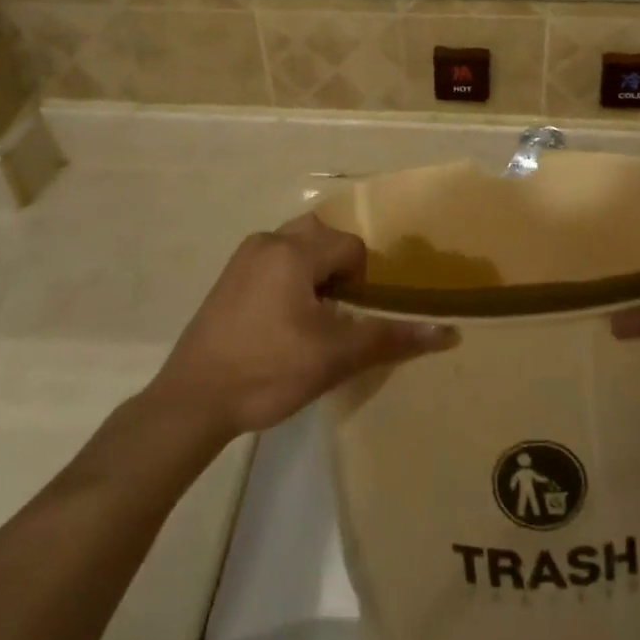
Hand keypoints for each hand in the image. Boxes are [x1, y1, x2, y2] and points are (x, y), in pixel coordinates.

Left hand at [151, 216, 455, 438]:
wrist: (192, 402)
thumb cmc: (268, 371)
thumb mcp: (335, 357)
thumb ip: (391, 339)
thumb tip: (448, 332)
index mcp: (294, 250)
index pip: (351, 247)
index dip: (362, 282)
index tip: (352, 318)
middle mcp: (267, 241)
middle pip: (322, 238)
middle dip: (338, 270)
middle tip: (338, 313)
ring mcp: (243, 258)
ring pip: (296, 249)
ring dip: (313, 275)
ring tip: (312, 321)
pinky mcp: (228, 279)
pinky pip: (273, 263)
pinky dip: (289, 281)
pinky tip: (281, 325)